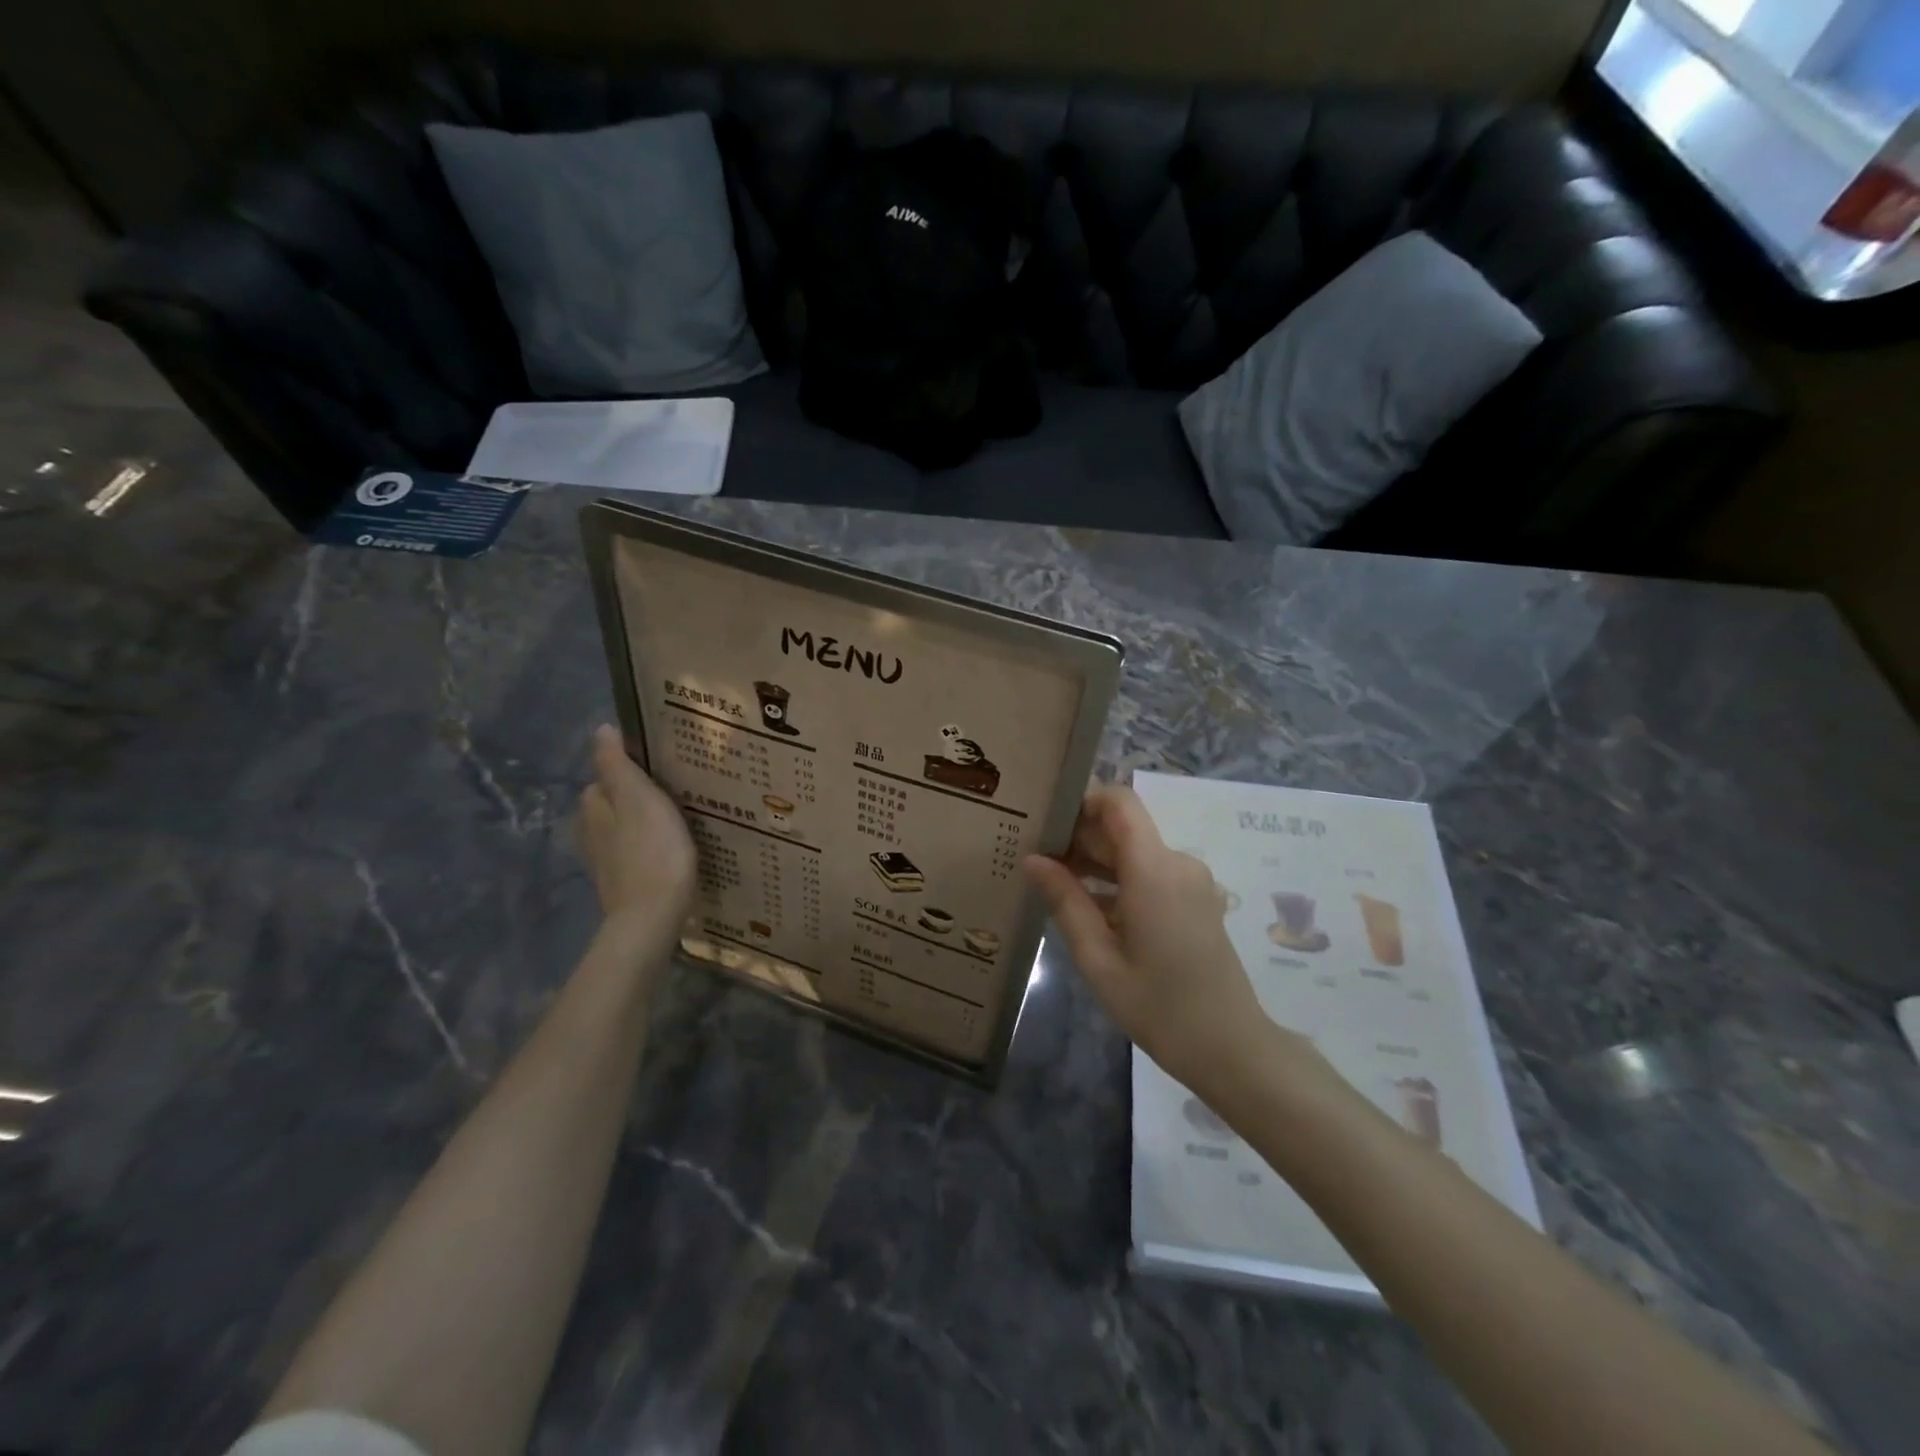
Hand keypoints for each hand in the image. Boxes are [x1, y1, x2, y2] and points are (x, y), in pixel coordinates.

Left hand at [578, 725, 695, 952]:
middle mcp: (591, 833)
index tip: (660, 768)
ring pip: (623, 832)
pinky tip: (669, 852)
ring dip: (642, 825)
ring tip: (678, 821)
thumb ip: (617, 765)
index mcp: (594, 808)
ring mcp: (605, 863)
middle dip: (635, 799)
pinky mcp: (623, 885)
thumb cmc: (652, 849)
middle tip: (675, 792)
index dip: (627, 770)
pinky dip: (648, 849)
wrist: (653, 916)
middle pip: (612, 806)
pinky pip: (634, 855)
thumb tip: (600, 730)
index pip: (603, 778)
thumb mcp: (638, 797)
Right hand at [1024, 786, 1296, 1096]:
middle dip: (1079, 836)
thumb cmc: (1159, 1007)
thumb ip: (1065, 901)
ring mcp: (1191, 880)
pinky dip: (1117, 879)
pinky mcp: (1195, 898)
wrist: (1231, 1048)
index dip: (1081, 801)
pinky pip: (1149, 872)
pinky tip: (1087, 907)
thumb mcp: (1098, 959)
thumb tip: (1031, 859)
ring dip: (1096, 860)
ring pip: (1134, 849)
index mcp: (1154, 869)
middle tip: (1035, 859)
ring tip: (1052, 884)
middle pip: (1123, 826)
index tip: (1045, 823)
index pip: (1119, 801)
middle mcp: (1177, 862)